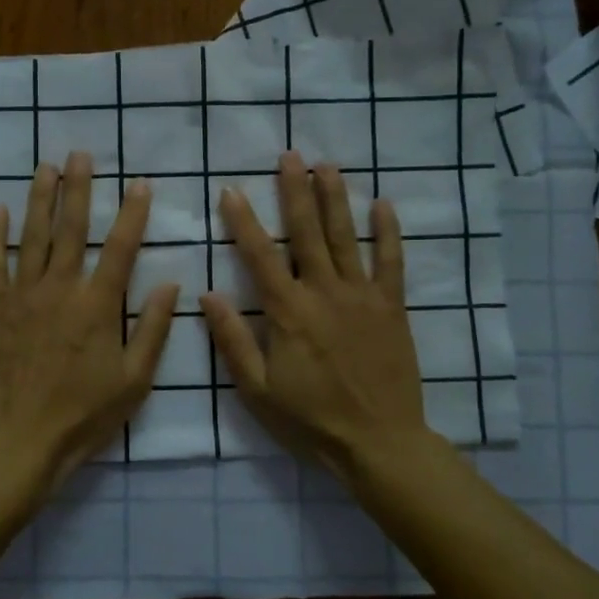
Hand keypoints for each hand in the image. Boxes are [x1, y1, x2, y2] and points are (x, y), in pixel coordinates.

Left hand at [0, 153, 178, 504]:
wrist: (19, 441)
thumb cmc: (83, 416)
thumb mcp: (134, 381)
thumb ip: (152, 330)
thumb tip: (172, 284)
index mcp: (97, 306)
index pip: (120, 247)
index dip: (132, 213)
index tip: (139, 184)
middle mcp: (60, 289)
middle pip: (71, 229)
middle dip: (78, 189)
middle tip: (81, 155)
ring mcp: (22, 296)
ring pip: (32, 237)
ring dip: (40, 199)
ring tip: (45, 168)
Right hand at [200, 152, 433, 481]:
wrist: (378, 442)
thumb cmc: (310, 419)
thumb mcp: (257, 390)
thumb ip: (233, 341)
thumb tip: (207, 296)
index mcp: (288, 312)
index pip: (260, 255)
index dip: (244, 220)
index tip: (232, 189)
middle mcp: (324, 293)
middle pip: (307, 232)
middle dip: (295, 191)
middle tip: (290, 156)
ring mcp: (362, 296)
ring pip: (346, 237)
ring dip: (335, 199)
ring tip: (327, 166)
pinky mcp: (392, 307)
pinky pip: (391, 262)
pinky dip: (387, 233)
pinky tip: (382, 205)